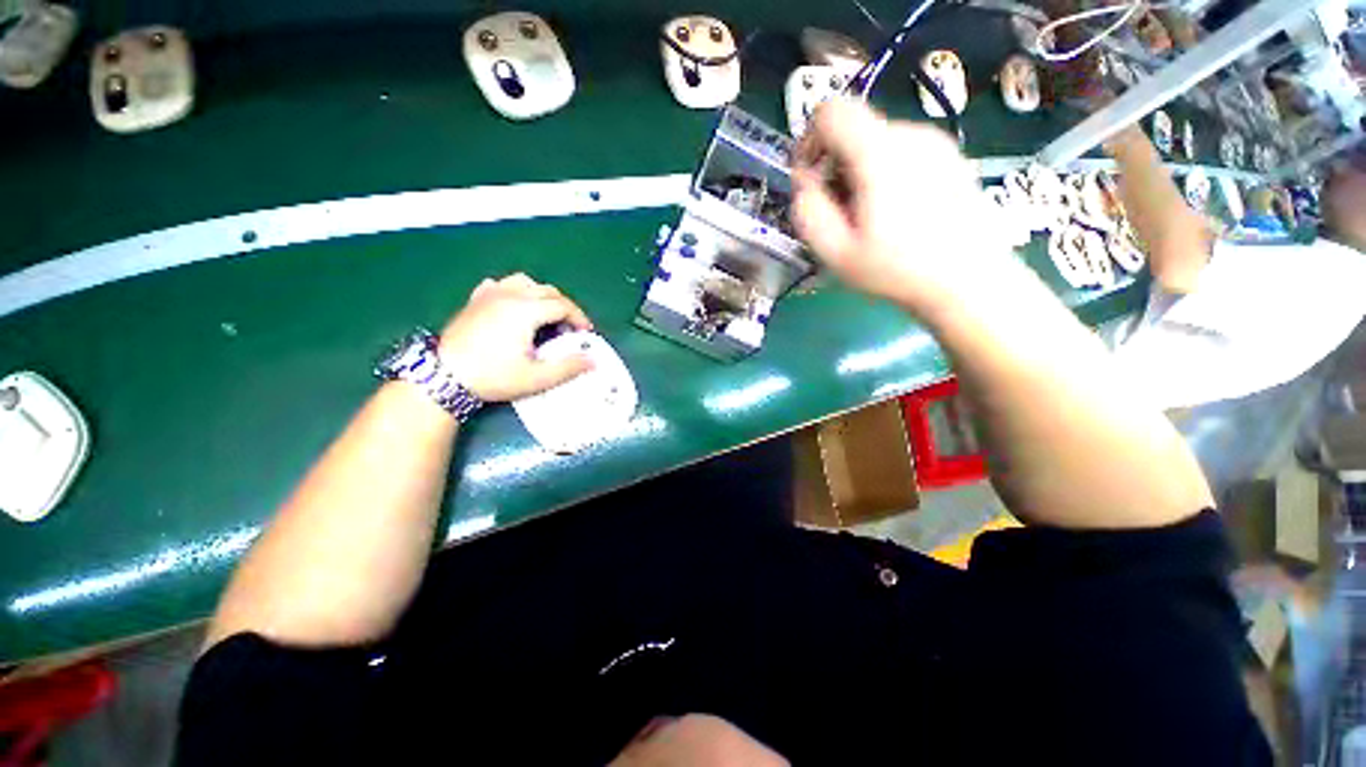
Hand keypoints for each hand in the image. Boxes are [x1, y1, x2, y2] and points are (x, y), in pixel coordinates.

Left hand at [438, 274, 593, 401]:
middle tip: (569, 329)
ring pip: (524, 282)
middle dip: (564, 307)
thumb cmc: (493, 376)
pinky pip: (500, 285)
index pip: (562, 305)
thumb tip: (592, 361)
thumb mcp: (536, 377)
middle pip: (547, 291)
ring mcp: (489, 295)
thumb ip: (568, 368)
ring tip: (544, 315)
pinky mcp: (474, 301)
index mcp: (526, 310)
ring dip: (541, 295)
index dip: (579, 318)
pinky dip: (514, 291)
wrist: (444, 377)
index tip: (585, 334)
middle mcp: (509, 295)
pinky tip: (513, 306)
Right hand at [791, 100, 1010, 319]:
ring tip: (869, 218)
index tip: (810, 179)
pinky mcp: (950, 156)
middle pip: (854, 129)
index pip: (830, 111)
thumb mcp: (836, 252)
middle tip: (840, 213)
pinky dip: (885, 173)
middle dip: (834, 166)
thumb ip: (808, 210)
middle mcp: (911, 134)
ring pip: (876, 142)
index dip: (809, 140)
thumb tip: (803, 180)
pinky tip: (896, 213)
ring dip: (859, 173)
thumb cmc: (897, 271)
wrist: (970, 282)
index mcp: (880, 153)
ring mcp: (936, 143)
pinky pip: (902, 151)